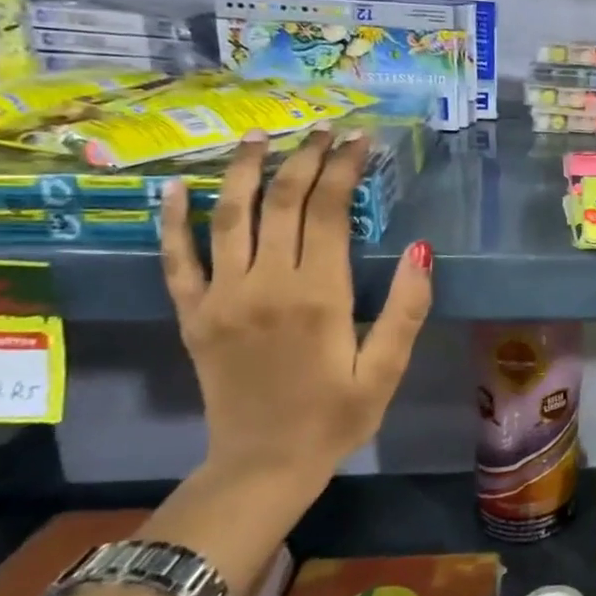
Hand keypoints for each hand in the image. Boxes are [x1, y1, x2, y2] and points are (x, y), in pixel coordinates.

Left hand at [159, 126, 433, 489]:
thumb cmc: (336, 417)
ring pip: (230, 217)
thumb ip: (407, 308)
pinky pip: (176, 259)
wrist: (262, 466)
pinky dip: (173, 220)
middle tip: (323, 129)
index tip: (359, 140)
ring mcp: (221, 297)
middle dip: (305, 158)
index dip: (344, 168)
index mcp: (318, 296)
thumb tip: (422, 248)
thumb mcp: (387, 369)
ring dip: (246, 171)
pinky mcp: (193, 315)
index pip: (328, 212)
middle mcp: (265, 285)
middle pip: (282, 202)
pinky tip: (176, 186)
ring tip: (262, 136)